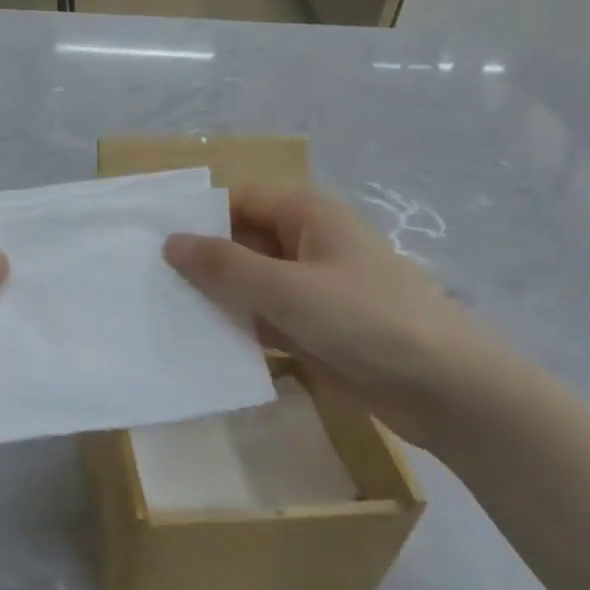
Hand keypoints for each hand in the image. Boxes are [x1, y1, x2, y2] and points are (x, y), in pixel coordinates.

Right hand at [163, 185, 491, 448]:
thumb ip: (224, 266)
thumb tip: (169, 241)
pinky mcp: (313, 329)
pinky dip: (237, 327)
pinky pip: (263, 319)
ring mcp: (311, 289)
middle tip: (145, 283)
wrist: (445, 388)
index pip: (239, 201)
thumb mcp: (288, 288)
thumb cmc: (366, 320)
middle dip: (201, 261)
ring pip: (250, 284)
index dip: (198, 217)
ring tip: (160, 313)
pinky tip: (198, 343)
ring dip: (216, 298)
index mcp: (308, 215)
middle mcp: (307, 245)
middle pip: (242, 242)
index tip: (150, 242)